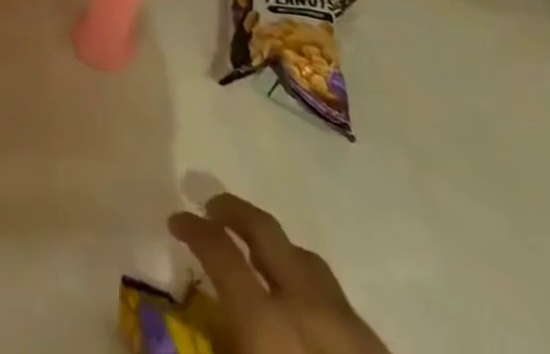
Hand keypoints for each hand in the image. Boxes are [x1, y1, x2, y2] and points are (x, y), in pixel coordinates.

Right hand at [168, 194, 387, 353]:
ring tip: (255, 257)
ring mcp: (348, 326)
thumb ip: (218, 350)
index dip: (192, 228)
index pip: (219, 251)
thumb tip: (171, 344)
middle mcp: (305, 307)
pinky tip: (302, 313)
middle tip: (211, 210)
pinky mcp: (378, 350)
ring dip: (273, 246)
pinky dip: (306, 284)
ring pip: (304, 257)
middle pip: (265, 230)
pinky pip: (334, 296)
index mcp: (266, 324)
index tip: (176, 221)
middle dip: (233, 210)